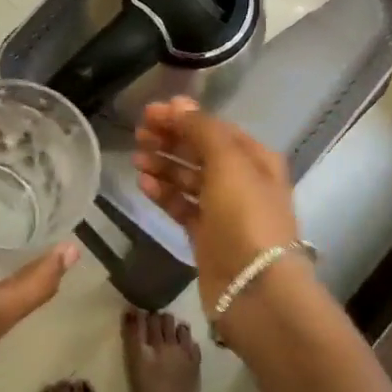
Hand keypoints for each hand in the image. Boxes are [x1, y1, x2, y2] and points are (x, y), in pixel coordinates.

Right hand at [132, 98, 300, 305]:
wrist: (255, 287)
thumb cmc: (245, 215)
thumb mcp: (227, 161)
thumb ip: (201, 129)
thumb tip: (179, 103)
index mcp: (255, 158)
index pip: (214, 128)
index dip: (183, 117)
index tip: (149, 112)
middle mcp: (242, 181)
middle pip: (200, 152)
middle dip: (170, 140)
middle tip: (139, 135)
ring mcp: (224, 210)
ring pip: (188, 179)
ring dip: (163, 166)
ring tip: (136, 158)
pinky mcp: (207, 236)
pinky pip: (182, 206)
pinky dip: (164, 194)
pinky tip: (144, 185)